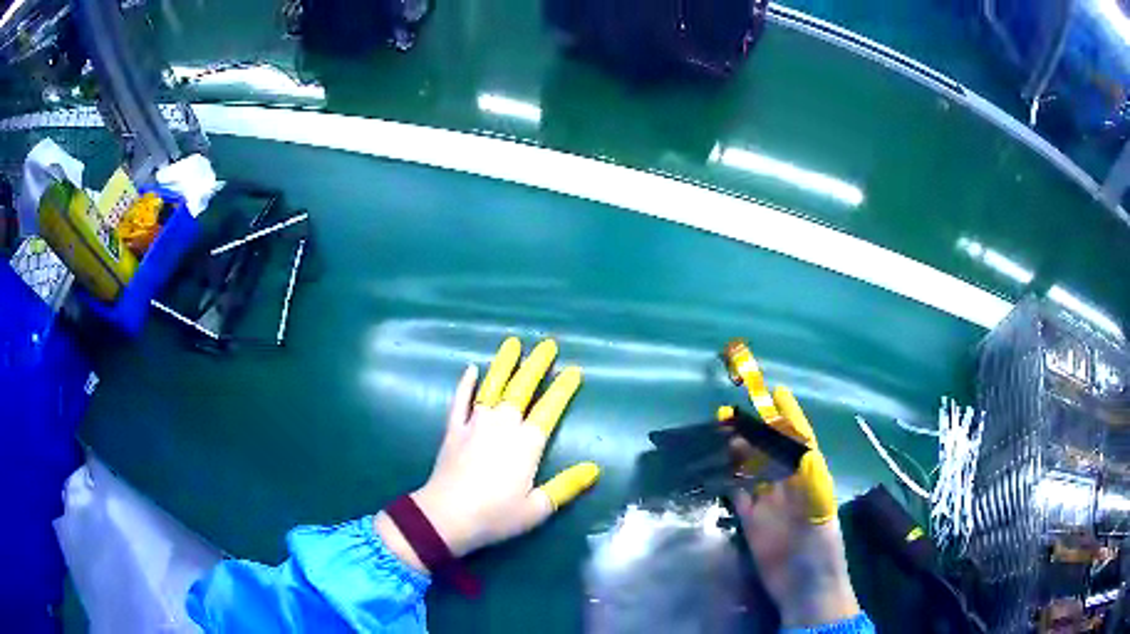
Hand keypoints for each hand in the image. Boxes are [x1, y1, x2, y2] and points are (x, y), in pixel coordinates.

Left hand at [375, 338, 599, 570]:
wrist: (446, 517)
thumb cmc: (495, 515)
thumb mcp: (537, 508)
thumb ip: (566, 486)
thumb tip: (594, 469)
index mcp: (526, 443)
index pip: (549, 409)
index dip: (563, 389)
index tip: (574, 371)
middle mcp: (502, 425)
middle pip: (522, 389)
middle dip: (537, 366)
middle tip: (548, 345)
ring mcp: (475, 424)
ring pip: (492, 387)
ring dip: (504, 365)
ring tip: (513, 343)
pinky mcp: (454, 430)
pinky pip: (460, 401)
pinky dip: (465, 384)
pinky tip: (470, 369)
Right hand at [731, 386, 860, 627]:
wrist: (805, 589)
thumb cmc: (821, 550)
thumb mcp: (821, 513)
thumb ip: (813, 483)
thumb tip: (804, 448)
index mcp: (811, 480)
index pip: (800, 442)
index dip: (790, 418)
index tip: (777, 393)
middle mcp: (790, 488)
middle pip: (773, 453)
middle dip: (757, 431)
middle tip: (735, 413)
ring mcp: (770, 506)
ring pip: (754, 472)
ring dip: (741, 454)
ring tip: (723, 435)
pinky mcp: (753, 525)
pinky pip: (740, 498)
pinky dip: (730, 484)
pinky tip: (718, 471)